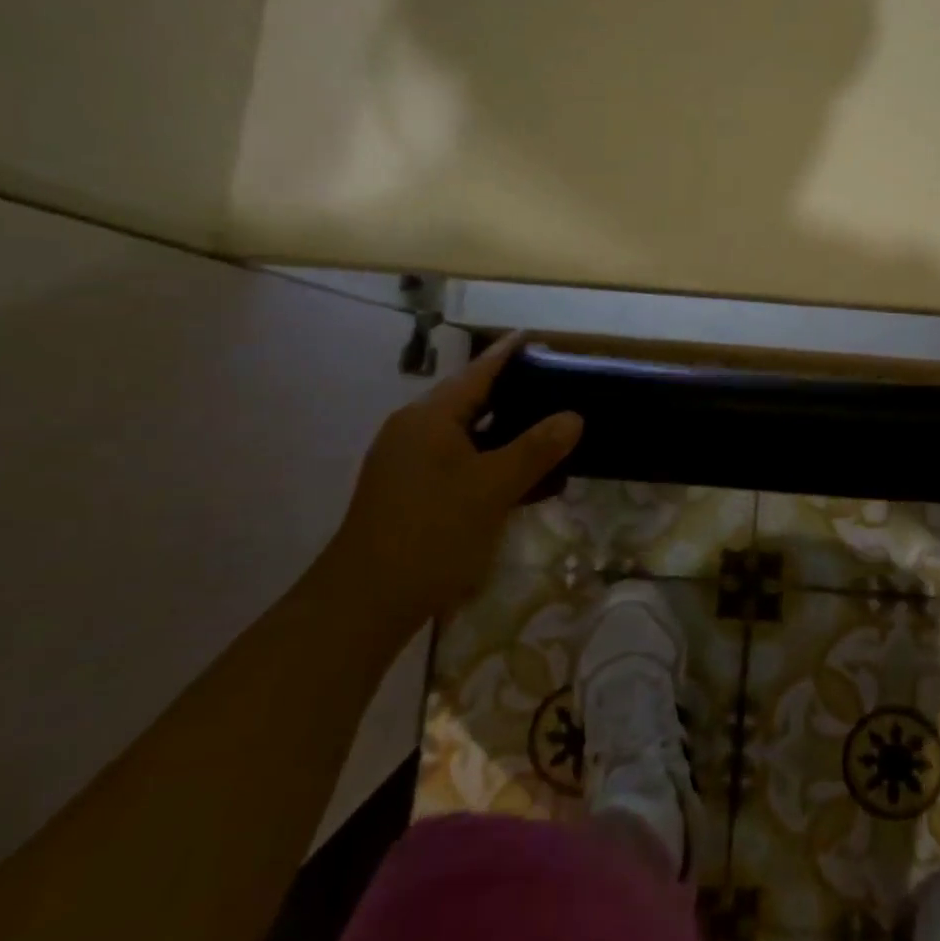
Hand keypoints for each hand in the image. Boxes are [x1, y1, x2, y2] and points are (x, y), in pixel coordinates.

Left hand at [324, 334, 581, 632]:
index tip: (534, 337)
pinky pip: (459, 462)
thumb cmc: (431, 533)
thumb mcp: (492, 488)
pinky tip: (520, 477)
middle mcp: (415, 431)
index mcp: (430, 418)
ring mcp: (409, 463)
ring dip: (505, 433)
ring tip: (546, 429)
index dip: (507, 354)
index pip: (477, 373)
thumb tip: (573, 417)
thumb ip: (536, 449)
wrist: (366, 603)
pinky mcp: (411, 493)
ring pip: (467, 435)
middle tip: (555, 387)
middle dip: (512, 394)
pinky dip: (490, 462)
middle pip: (471, 400)